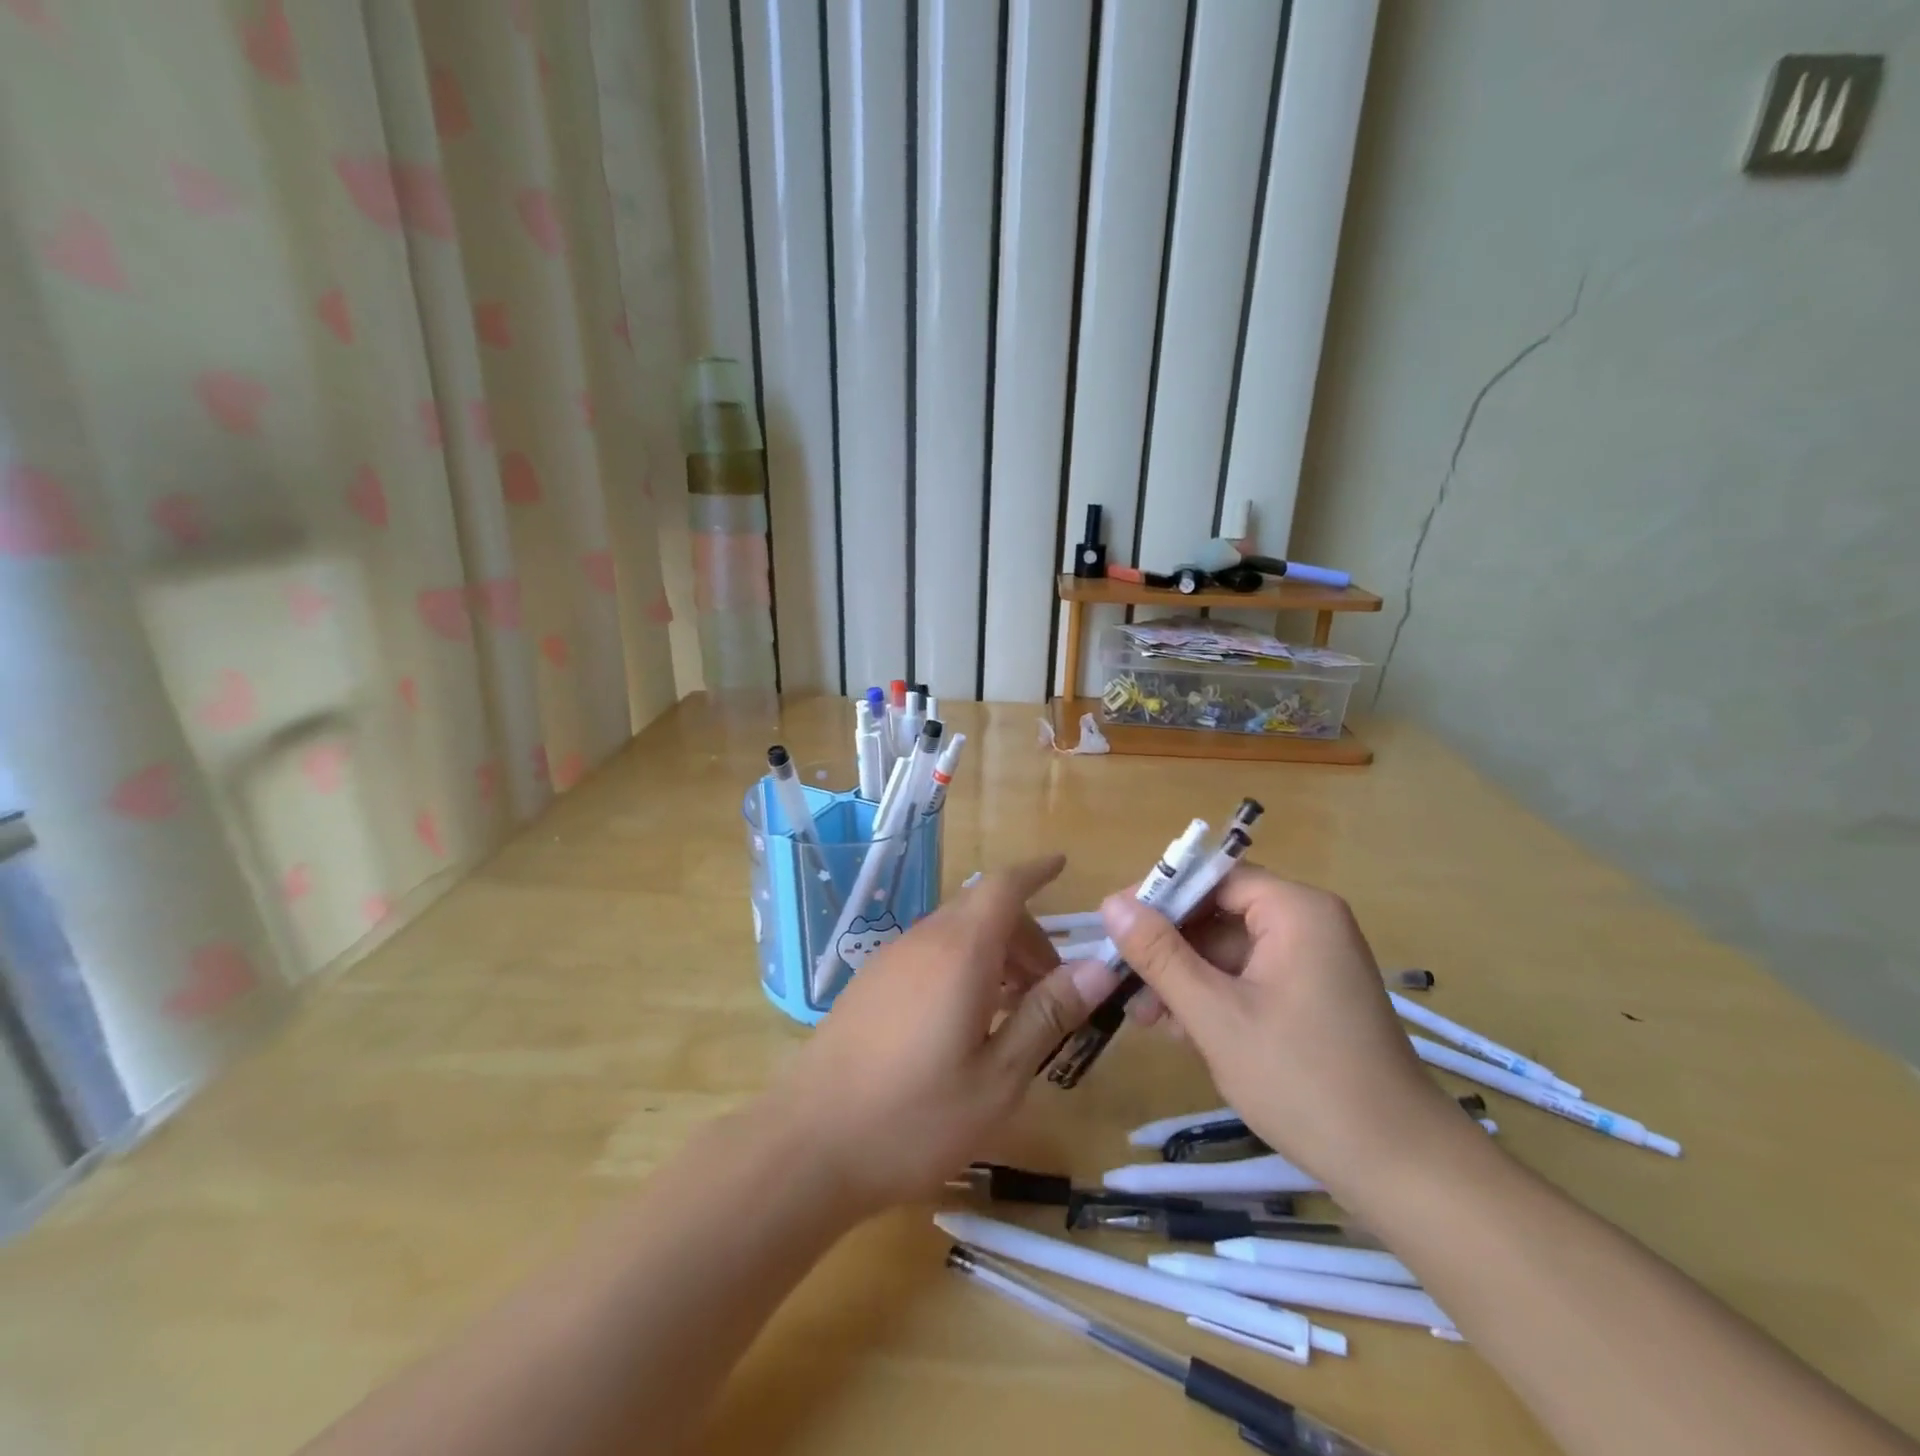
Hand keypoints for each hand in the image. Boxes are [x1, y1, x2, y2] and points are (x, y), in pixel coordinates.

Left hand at [770, 856, 1122, 1215]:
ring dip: (994, 952)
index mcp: (959, 952)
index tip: (1063, 866)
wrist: (809, 1145)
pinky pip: (929, 953)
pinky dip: (963, 965)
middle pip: (983, 908)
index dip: (1036, 871)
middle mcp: (923, 941)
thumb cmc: (914, 1117)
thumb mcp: (998, 1078)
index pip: (1004, 886)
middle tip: (1053, 986)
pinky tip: (967, 1020)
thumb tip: (1097, 969)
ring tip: (1016, 1009)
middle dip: (1025, 932)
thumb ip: (1047, 1016)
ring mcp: (890, 960)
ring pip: (955, 931)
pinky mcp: (870, 983)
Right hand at [1101, 865, 1465, 1194]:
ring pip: (1230, 950)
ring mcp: (1314, 961)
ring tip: (1146, 1017)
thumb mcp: (1216, 1015)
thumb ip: (1160, 955)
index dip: (1161, 895)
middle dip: (1170, 947)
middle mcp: (1309, 924)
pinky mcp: (1313, 995)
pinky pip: (1251, 977)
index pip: (1214, 877)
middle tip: (1124, 981)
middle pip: (1220, 913)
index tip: (1116, 925)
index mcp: (1296, 911)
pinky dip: (1215, 996)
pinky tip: (1182, 1031)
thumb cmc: (1303, 1081)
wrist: (1400, 1168)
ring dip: (1186, 977)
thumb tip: (1111, 903)